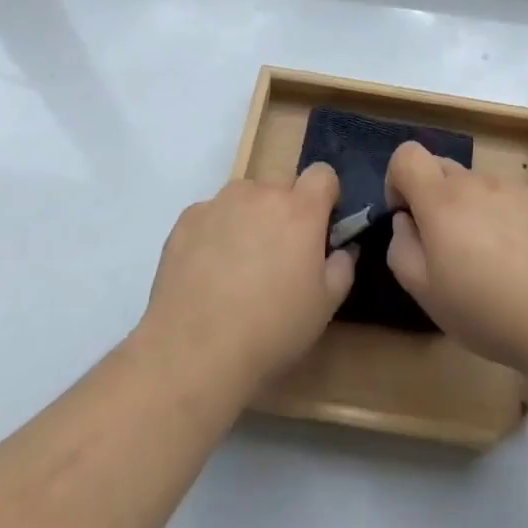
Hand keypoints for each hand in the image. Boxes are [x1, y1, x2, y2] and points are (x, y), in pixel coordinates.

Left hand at [141, 165, 355, 391]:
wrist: (194, 353)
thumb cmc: (271, 330)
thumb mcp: (325, 306)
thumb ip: (342, 266)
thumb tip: (342, 248)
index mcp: (300, 209)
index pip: (322, 174)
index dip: (325, 197)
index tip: (320, 228)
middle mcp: (260, 194)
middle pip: (281, 187)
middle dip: (285, 212)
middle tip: (278, 256)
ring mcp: (219, 203)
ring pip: (244, 199)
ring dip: (249, 218)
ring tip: (237, 266)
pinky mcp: (186, 220)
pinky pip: (211, 215)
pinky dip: (214, 233)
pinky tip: (207, 273)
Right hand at [384, 141, 527, 377]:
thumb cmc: (487, 310)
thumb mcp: (426, 293)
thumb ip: (402, 248)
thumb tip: (405, 222)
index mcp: (442, 199)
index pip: (407, 155)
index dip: (397, 181)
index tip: (408, 219)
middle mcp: (477, 182)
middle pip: (441, 168)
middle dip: (432, 197)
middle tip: (446, 248)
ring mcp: (515, 190)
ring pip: (477, 186)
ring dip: (470, 210)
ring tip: (488, 261)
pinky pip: (508, 200)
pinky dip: (502, 220)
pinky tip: (520, 263)